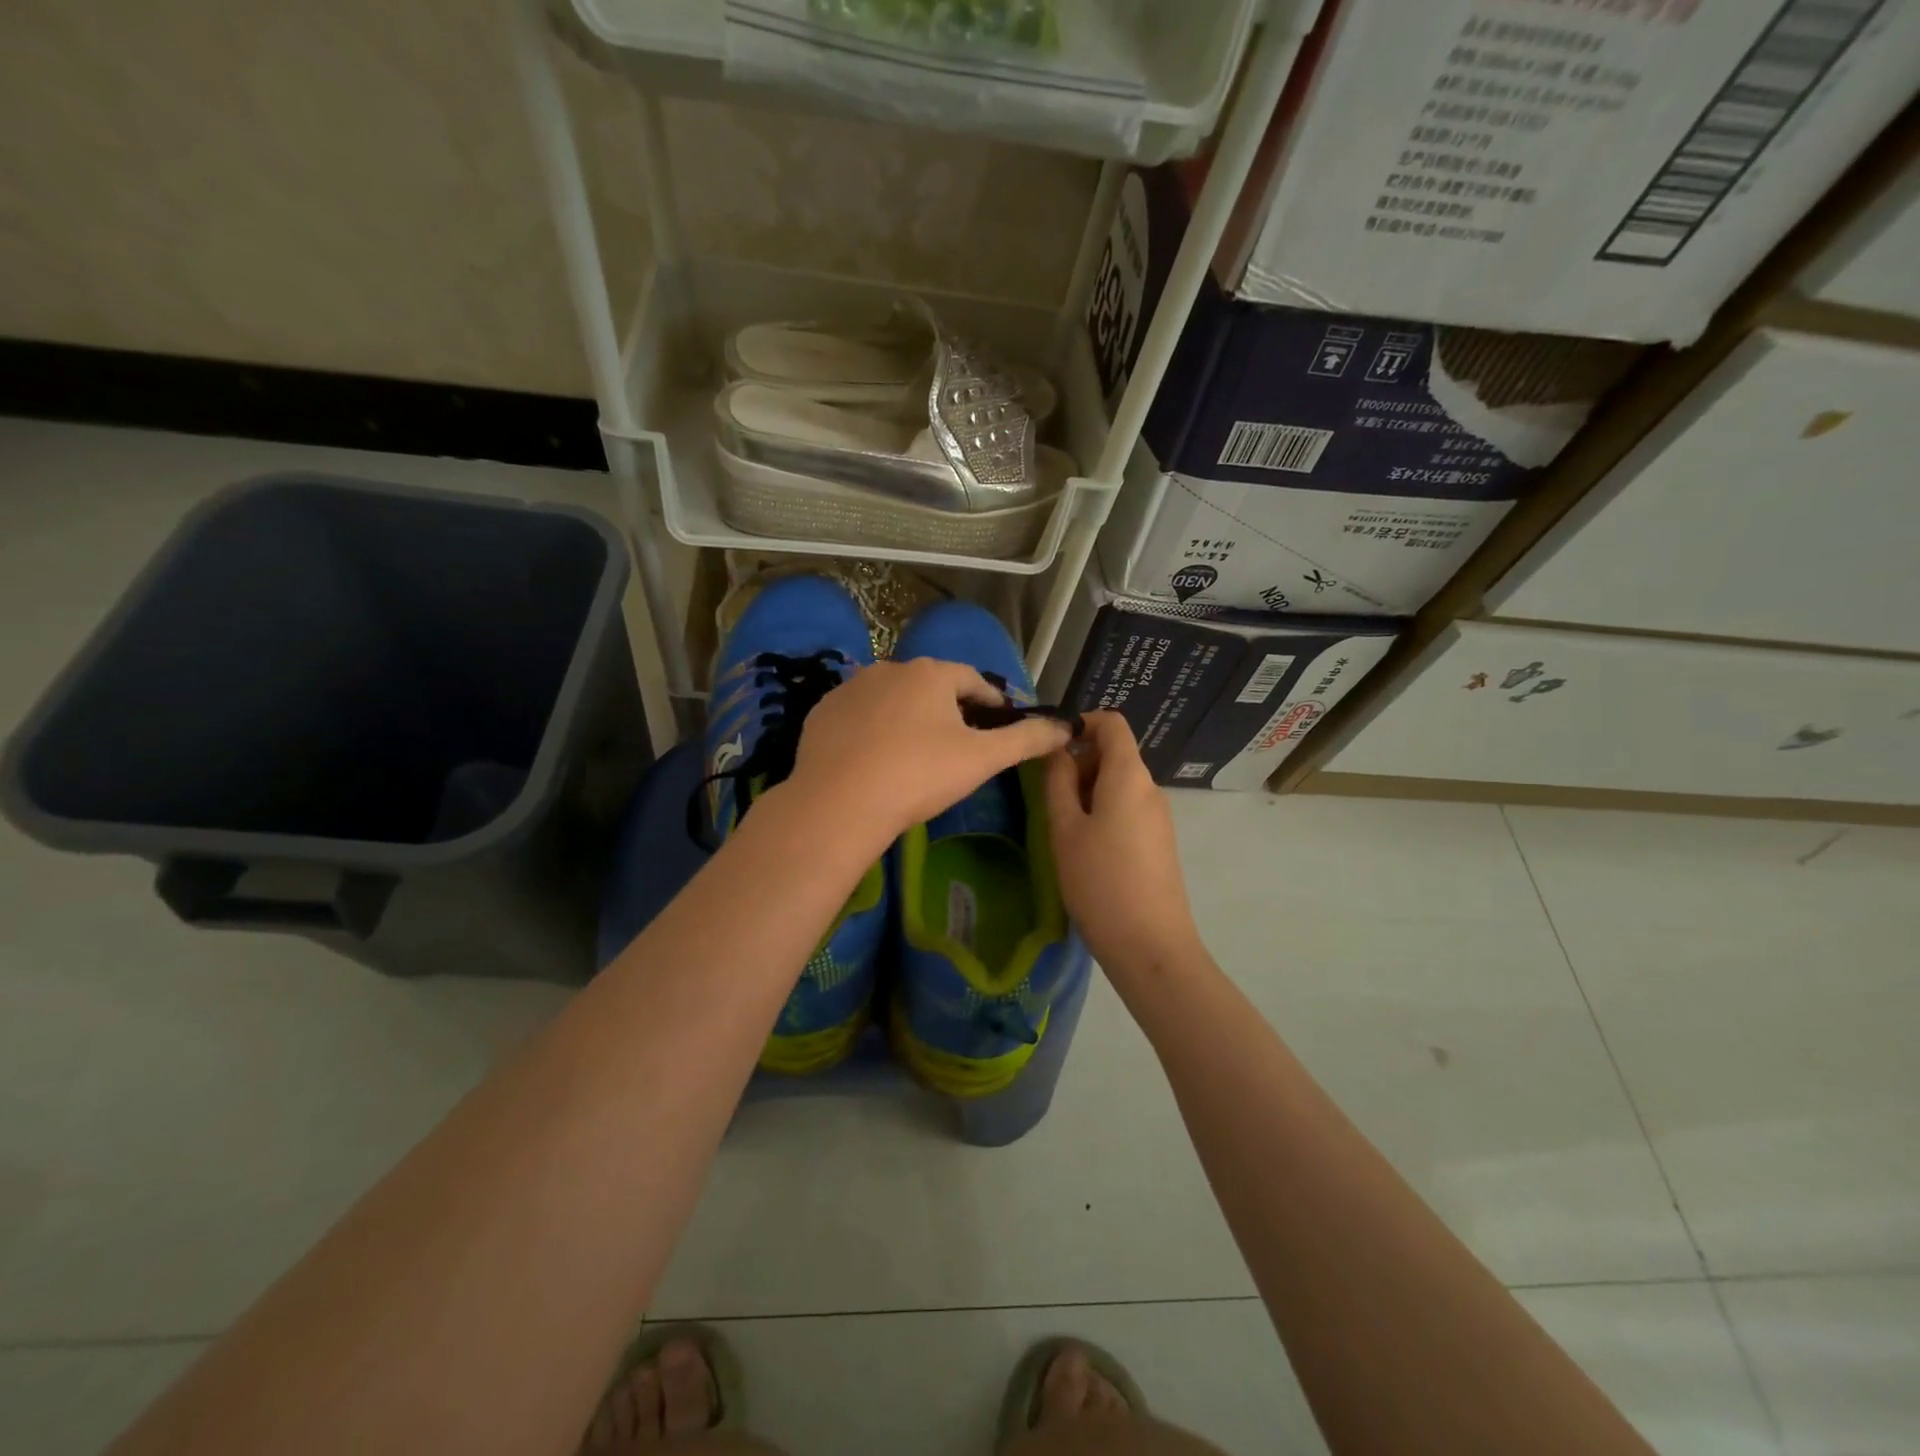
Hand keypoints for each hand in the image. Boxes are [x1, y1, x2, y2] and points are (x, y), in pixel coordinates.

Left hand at [784, 658, 1071, 848]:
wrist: (839, 803)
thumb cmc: (919, 775)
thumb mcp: (982, 759)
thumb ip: (1027, 739)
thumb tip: (1067, 727)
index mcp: (931, 673)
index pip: (973, 681)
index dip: (991, 703)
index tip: (1000, 726)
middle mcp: (889, 668)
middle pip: (931, 687)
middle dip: (948, 711)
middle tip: (957, 747)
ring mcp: (850, 688)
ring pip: (892, 699)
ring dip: (908, 718)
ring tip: (914, 755)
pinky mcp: (822, 712)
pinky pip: (859, 716)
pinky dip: (872, 730)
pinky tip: (874, 759)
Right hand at [1045, 712, 1205, 979]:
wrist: (1150, 945)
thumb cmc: (1099, 881)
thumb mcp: (1065, 829)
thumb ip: (1057, 782)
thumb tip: (1057, 750)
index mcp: (1129, 775)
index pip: (1111, 723)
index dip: (1080, 723)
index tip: (1049, 747)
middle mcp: (1150, 788)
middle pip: (1114, 753)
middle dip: (1079, 762)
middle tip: (1046, 796)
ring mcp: (1159, 816)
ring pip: (1119, 784)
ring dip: (1087, 791)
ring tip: (1061, 827)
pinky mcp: (1159, 842)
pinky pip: (1128, 808)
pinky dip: (1103, 812)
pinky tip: (1085, 848)